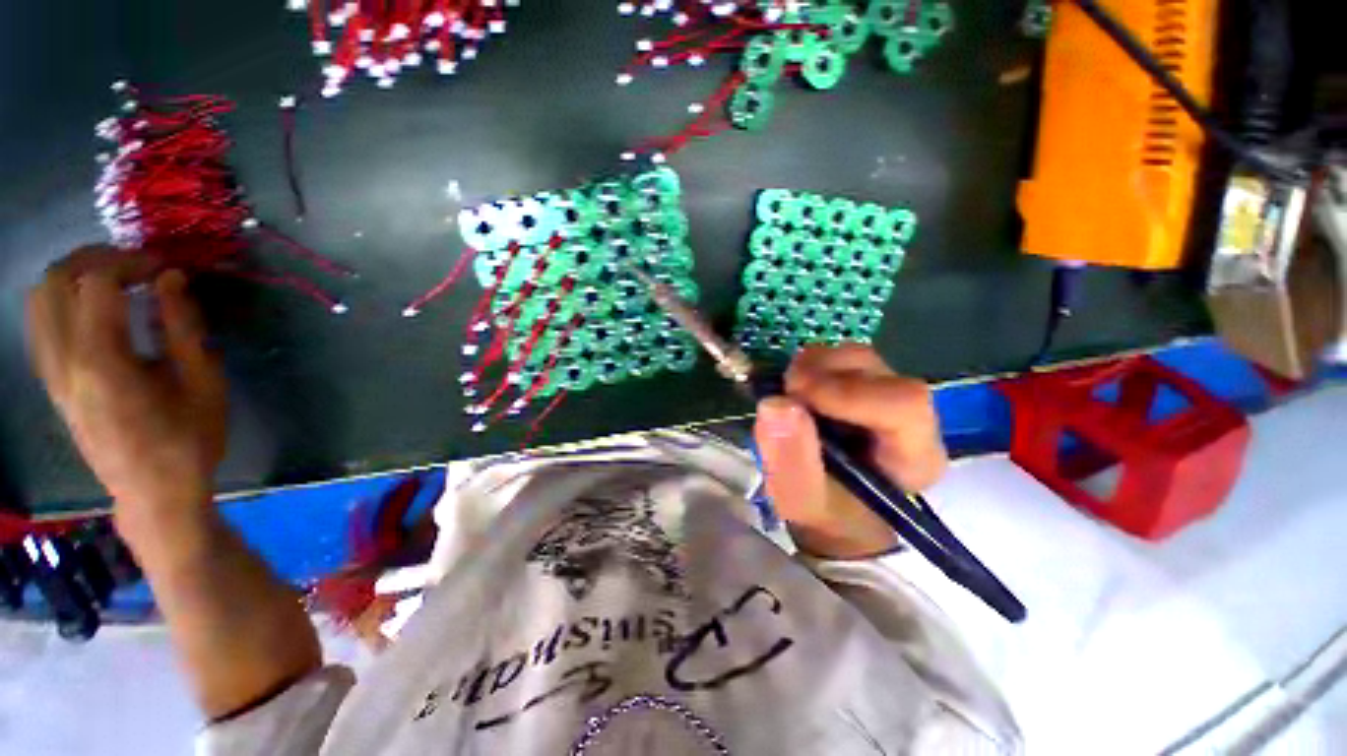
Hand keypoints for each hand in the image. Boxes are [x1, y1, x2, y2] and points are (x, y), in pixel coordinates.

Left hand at [27, 247, 226, 542]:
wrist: (154, 493)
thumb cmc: (188, 441)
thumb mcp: (203, 384)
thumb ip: (183, 328)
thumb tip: (172, 279)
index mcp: (102, 362)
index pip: (98, 283)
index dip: (132, 262)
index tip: (165, 267)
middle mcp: (64, 361)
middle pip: (56, 280)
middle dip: (95, 259)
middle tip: (136, 265)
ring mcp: (52, 373)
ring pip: (39, 299)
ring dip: (73, 276)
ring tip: (113, 280)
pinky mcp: (51, 382)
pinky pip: (40, 323)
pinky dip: (62, 301)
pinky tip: (92, 309)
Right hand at [752, 345, 946, 559]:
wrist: (838, 515)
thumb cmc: (827, 516)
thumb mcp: (803, 504)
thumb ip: (791, 462)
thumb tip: (776, 402)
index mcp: (914, 455)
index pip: (903, 404)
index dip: (846, 392)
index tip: (795, 398)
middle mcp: (911, 417)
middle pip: (875, 369)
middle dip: (821, 374)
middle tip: (786, 394)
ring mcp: (887, 394)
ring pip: (856, 356)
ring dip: (813, 367)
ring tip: (790, 394)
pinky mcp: (865, 384)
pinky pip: (839, 358)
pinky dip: (810, 366)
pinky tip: (797, 391)